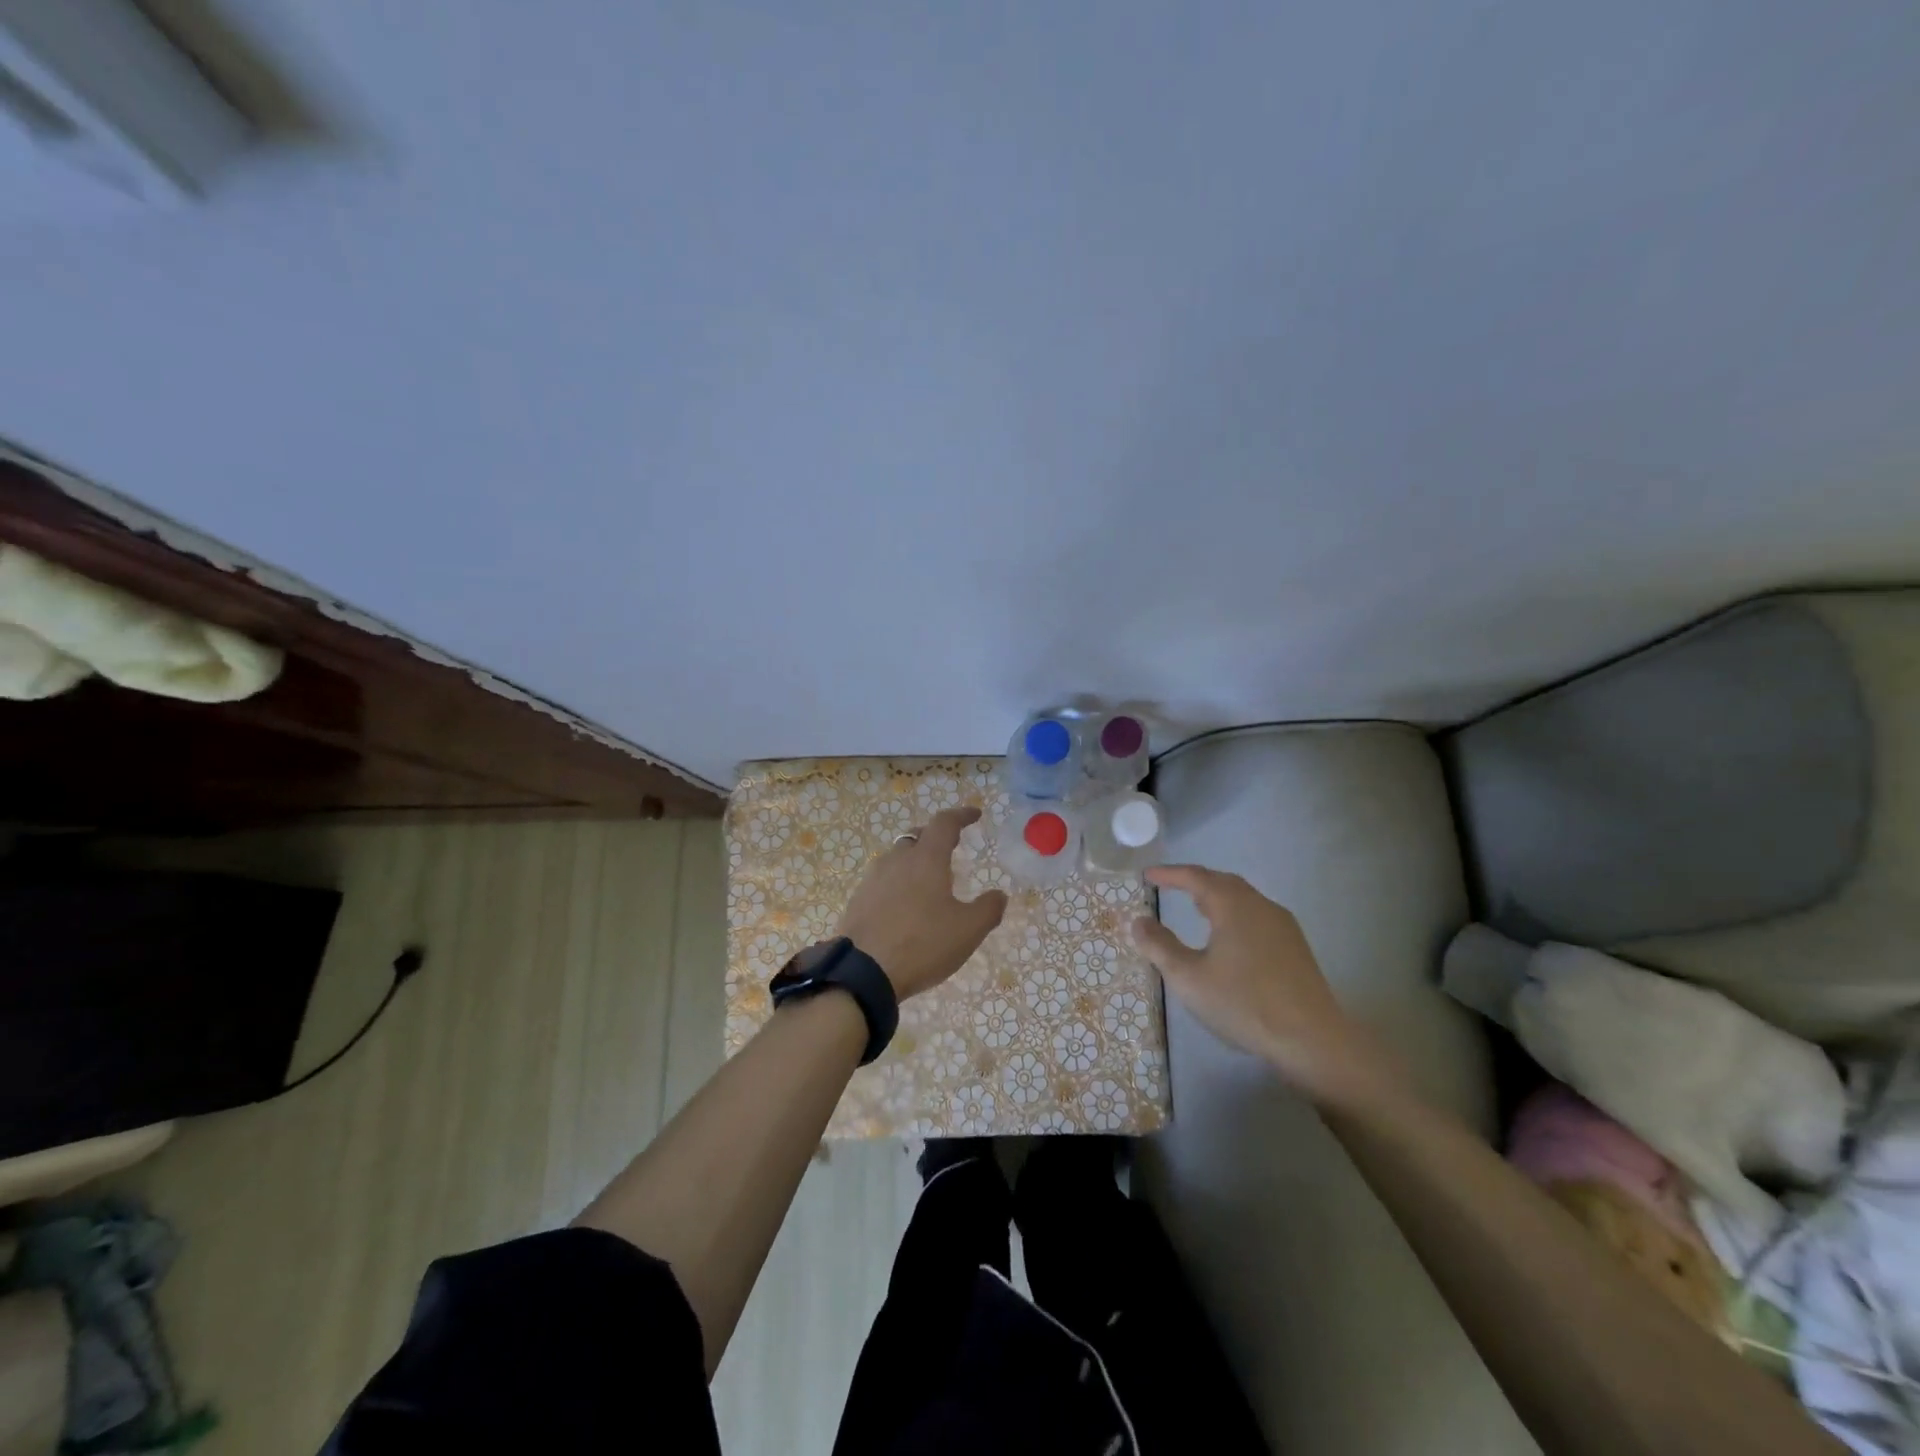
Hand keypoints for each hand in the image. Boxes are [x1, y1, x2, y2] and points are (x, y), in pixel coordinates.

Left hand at [837, 806, 1008, 1000]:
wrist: (862, 973)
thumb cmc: (922, 944)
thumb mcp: (968, 930)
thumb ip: (988, 909)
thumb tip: (999, 895)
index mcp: (926, 859)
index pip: (945, 823)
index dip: (962, 815)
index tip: (975, 815)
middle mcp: (897, 860)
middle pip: (917, 836)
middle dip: (935, 837)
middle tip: (951, 846)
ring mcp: (873, 880)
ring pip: (897, 858)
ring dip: (915, 861)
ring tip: (929, 880)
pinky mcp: (858, 901)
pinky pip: (883, 881)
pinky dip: (899, 883)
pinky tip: (905, 906)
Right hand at [1131, 864, 1406, 1108]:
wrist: (1311, 1040)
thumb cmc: (1242, 1003)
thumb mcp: (1188, 977)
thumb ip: (1159, 946)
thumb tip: (1139, 921)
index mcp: (1233, 905)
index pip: (1195, 877)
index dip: (1169, 874)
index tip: (1147, 875)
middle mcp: (1260, 905)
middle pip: (1223, 882)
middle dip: (1195, 882)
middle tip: (1171, 886)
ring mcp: (1283, 925)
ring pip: (1243, 899)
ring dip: (1217, 898)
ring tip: (1197, 909)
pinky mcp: (1295, 947)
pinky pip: (1257, 916)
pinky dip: (1235, 915)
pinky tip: (1229, 939)